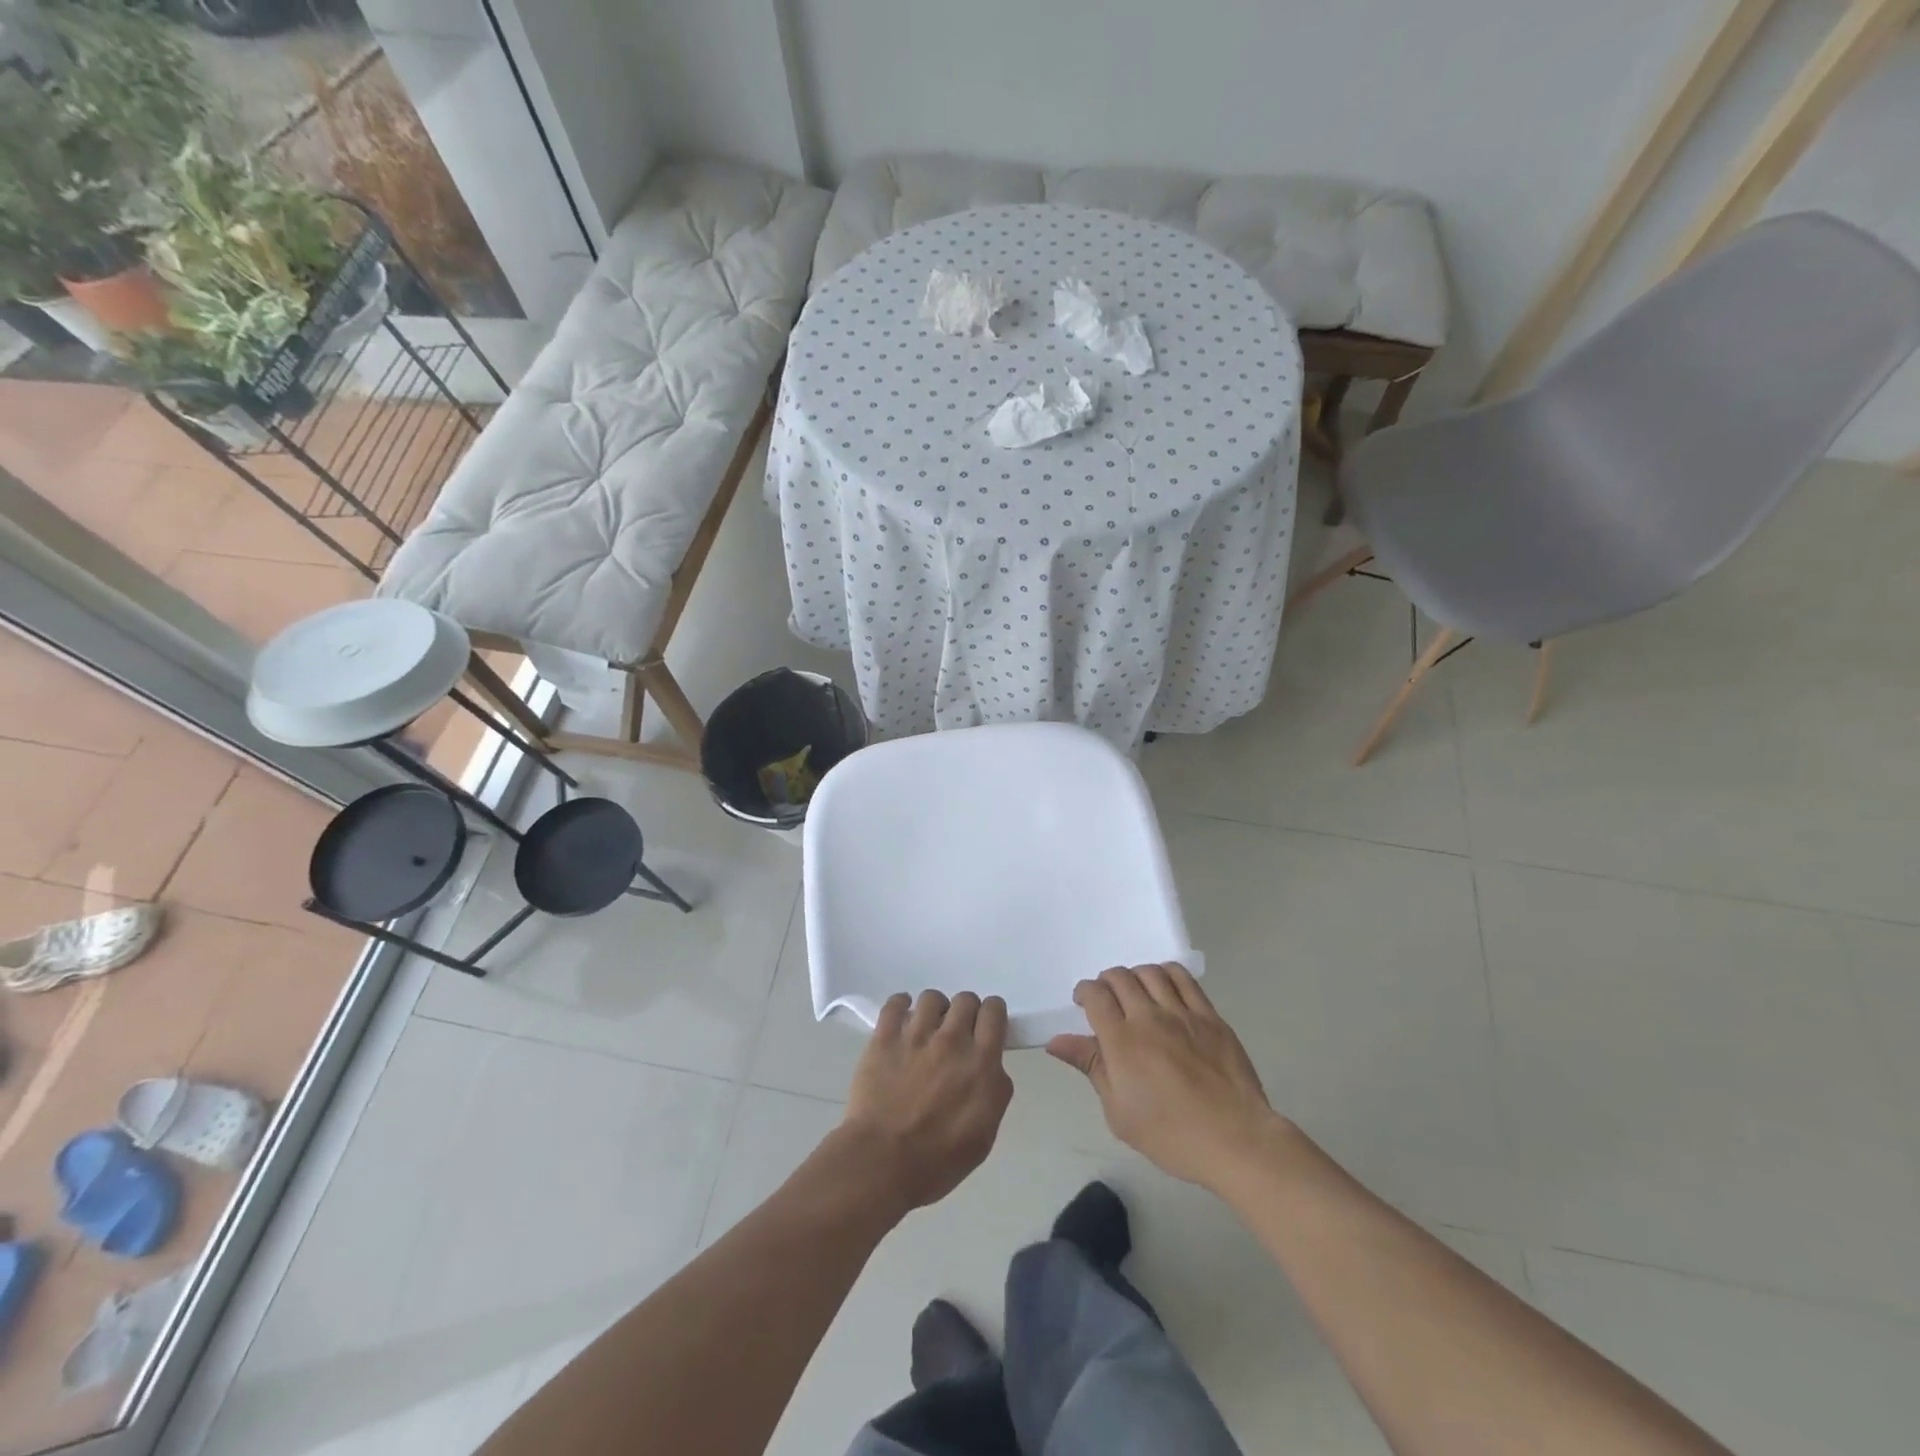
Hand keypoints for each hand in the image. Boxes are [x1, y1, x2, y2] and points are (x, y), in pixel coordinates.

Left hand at [837, 991, 1013, 1213]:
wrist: (882, 1163)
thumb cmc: (938, 1161)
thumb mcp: (984, 1136)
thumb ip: (994, 1092)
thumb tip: (991, 1069)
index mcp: (981, 1063)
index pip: (994, 1011)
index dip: (992, 1015)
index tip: (985, 1029)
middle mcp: (951, 1040)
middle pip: (965, 999)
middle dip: (965, 1012)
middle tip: (956, 1035)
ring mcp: (915, 1035)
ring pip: (931, 998)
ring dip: (934, 1010)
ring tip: (926, 1029)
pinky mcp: (884, 1038)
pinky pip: (895, 1003)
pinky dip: (900, 1005)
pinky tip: (900, 1019)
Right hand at [1048, 964, 1284, 1190]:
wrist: (1234, 1139)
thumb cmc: (1170, 1134)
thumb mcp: (1119, 1112)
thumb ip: (1091, 1067)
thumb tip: (1057, 1041)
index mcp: (1122, 1041)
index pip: (1095, 995)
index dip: (1084, 992)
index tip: (1083, 1002)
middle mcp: (1149, 1017)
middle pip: (1120, 978)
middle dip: (1106, 982)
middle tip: (1107, 999)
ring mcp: (1182, 1013)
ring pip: (1151, 972)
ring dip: (1135, 975)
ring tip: (1135, 991)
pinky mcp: (1209, 1016)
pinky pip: (1184, 979)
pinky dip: (1167, 974)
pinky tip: (1164, 987)